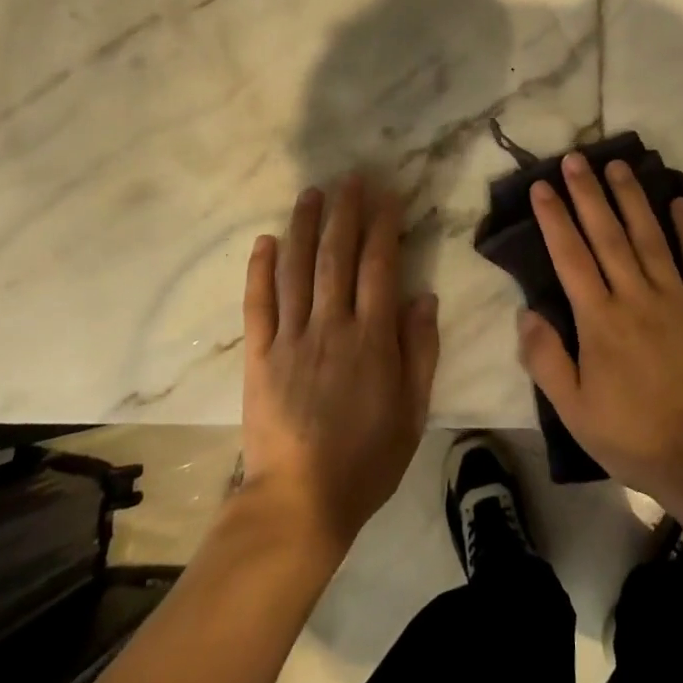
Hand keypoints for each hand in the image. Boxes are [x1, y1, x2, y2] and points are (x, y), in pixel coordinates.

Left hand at [241, 175, 438, 557]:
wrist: (299, 503)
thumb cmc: (366, 459)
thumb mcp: (413, 411)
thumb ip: (420, 351)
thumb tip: (424, 296)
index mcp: (372, 339)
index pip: (379, 266)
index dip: (384, 226)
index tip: (387, 195)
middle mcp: (330, 326)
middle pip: (337, 256)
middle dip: (345, 212)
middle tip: (349, 178)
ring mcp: (290, 338)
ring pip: (297, 270)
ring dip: (304, 227)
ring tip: (311, 193)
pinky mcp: (259, 356)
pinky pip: (258, 304)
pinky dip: (260, 270)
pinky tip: (265, 240)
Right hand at [517, 153, 682, 516]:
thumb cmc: (636, 438)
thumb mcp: (575, 412)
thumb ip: (546, 360)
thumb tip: (525, 312)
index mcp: (600, 321)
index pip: (570, 257)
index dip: (554, 218)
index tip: (542, 186)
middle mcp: (637, 297)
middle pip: (607, 235)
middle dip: (588, 193)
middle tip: (576, 158)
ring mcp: (678, 297)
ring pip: (649, 236)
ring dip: (631, 198)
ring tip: (617, 165)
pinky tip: (677, 201)